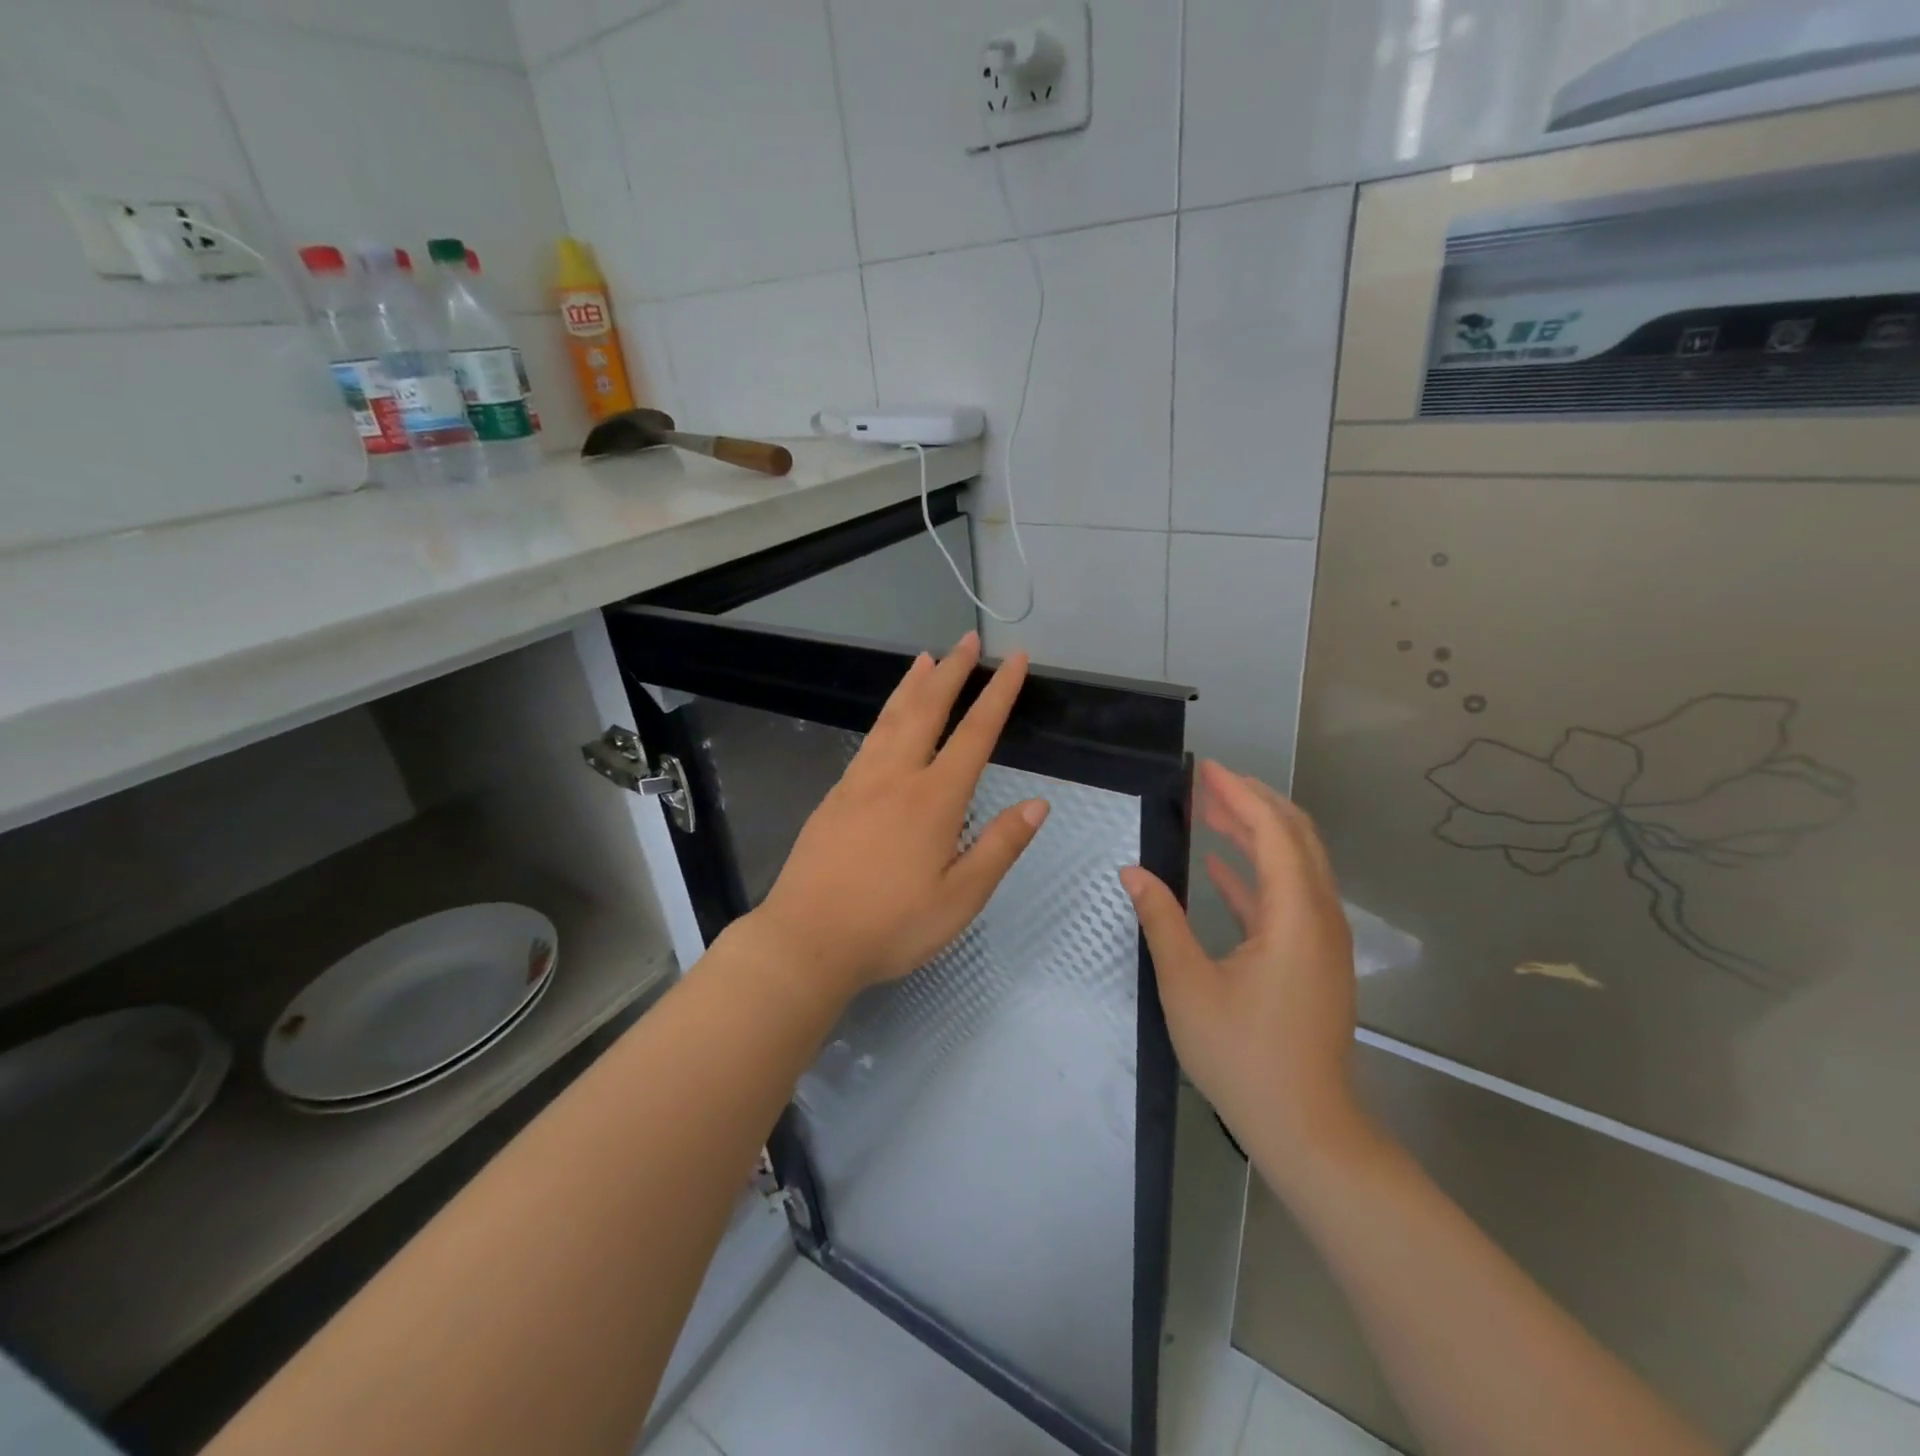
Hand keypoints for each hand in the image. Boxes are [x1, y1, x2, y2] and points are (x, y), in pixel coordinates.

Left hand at [747, 632, 1048, 1000]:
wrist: (806, 940)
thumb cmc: (891, 926)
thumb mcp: (960, 899)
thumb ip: (999, 847)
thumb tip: (1038, 804)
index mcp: (935, 799)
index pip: (976, 733)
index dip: (998, 692)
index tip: (1014, 659)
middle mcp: (897, 777)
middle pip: (928, 709)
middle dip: (952, 671)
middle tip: (967, 639)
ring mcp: (860, 782)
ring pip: (891, 718)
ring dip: (913, 684)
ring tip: (926, 657)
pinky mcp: (836, 796)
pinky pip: (869, 739)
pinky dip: (886, 714)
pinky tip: (889, 717)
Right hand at [1121, 761, 1372, 1183]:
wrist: (1306, 1128)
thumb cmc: (1244, 1056)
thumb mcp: (1188, 985)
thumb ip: (1161, 920)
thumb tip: (1133, 872)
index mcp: (1295, 915)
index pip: (1273, 831)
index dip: (1240, 794)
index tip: (1205, 769)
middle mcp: (1319, 916)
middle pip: (1295, 837)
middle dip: (1253, 802)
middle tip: (1207, 783)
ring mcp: (1321, 938)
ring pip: (1295, 864)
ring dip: (1255, 833)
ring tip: (1210, 812)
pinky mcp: (1314, 958)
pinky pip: (1288, 896)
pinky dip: (1256, 873)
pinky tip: (1218, 866)